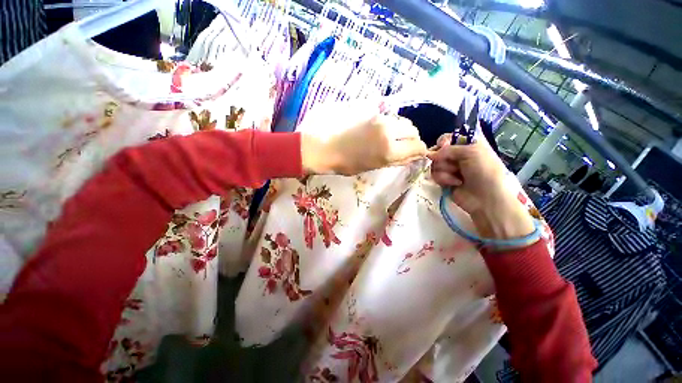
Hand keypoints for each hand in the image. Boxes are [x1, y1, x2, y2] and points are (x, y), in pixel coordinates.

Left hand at [300, 103, 427, 174]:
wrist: (323, 147)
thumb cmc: (346, 163)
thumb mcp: (373, 166)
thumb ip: (395, 160)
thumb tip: (413, 156)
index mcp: (389, 150)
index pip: (417, 146)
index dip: (420, 150)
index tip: (416, 153)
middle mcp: (389, 131)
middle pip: (413, 130)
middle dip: (411, 138)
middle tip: (402, 146)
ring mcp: (379, 118)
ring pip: (401, 121)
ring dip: (400, 129)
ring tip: (388, 137)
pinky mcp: (370, 110)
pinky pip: (388, 116)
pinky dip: (389, 123)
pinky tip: (378, 130)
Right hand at [428, 134, 533, 239]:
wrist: (486, 198)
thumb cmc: (484, 171)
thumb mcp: (471, 152)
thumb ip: (449, 149)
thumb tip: (429, 154)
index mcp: (468, 145)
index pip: (449, 137)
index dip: (444, 141)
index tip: (443, 146)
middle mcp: (458, 155)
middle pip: (438, 151)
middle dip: (443, 158)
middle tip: (454, 165)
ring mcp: (450, 168)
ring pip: (435, 164)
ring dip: (445, 171)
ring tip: (457, 177)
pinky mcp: (444, 180)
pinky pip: (435, 175)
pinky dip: (444, 179)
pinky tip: (455, 183)